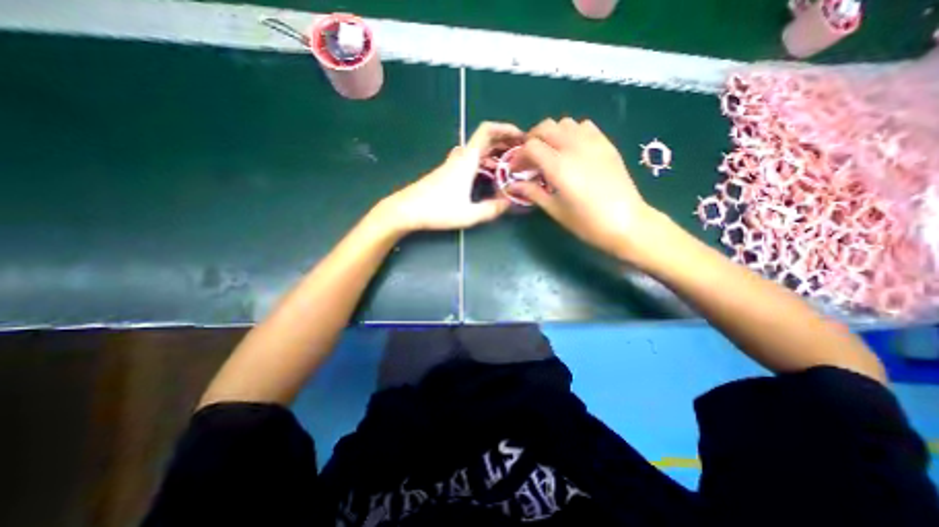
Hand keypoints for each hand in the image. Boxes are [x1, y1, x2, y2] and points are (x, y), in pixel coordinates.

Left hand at [378, 125, 521, 231]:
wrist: (406, 210)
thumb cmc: (436, 209)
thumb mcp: (468, 214)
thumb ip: (491, 210)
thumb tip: (508, 203)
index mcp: (467, 160)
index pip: (487, 131)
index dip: (506, 128)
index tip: (521, 136)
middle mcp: (460, 157)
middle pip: (484, 139)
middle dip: (504, 142)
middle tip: (520, 152)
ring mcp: (452, 164)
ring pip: (477, 150)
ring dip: (494, 153)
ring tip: (508, 165)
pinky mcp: (447, 172)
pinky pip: (470, 160)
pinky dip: (483, 162)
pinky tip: (488, 176)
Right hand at [512, 118, 663, 260]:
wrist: (626, 222)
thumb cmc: (587, 222)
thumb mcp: (555, 210)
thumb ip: (532, 192)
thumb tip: (512, 185)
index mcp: (559, 167)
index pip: (531, 146)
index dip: (519, 155)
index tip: (517, 169)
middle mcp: (574, 148)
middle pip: (545, 127)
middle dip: (532, 140)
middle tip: (530, 158)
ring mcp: (593, 143)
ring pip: (565, 123)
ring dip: (552, 134)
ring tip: (550, 153)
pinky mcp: (606, 144)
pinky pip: (584, 126)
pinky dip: (572, 132)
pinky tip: (572, 149)